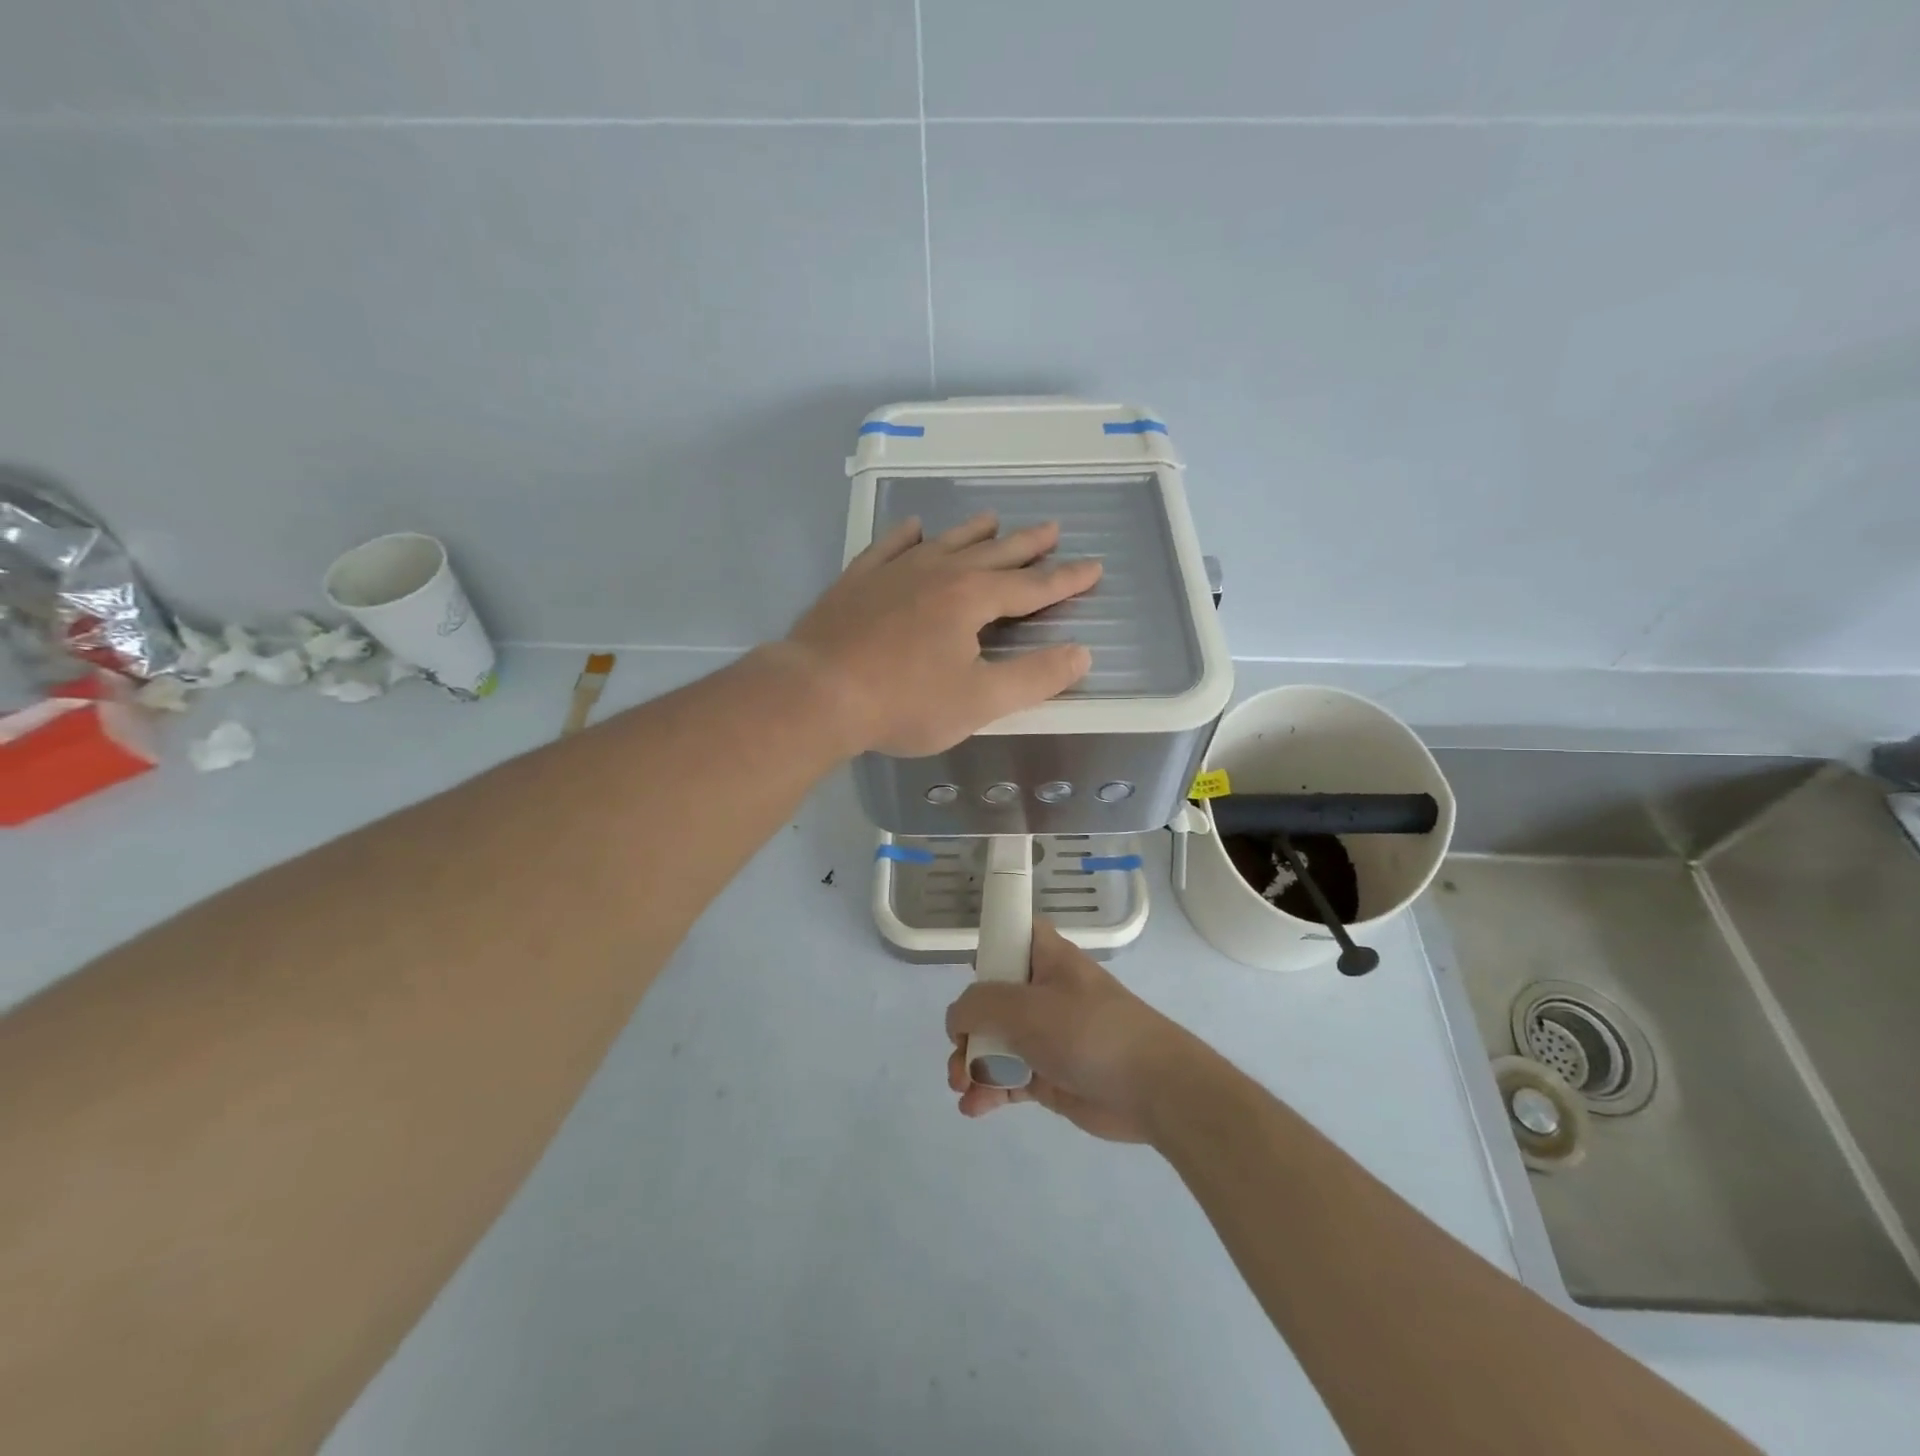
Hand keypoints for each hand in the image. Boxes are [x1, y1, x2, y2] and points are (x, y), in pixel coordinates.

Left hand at [785, 513, 1102, 757]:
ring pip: (944, 542)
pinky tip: (913, 528)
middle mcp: (937, 573)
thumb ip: (1034, 678)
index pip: (1031, 587)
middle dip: (1026, 545)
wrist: (818, 692)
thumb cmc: (904, 703)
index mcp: (972, 599)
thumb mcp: (980, 701)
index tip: (1093, 567)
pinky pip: (888, 547)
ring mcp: (894, 572)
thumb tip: (1081, 653)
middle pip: (992, 554)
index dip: (1065, 580)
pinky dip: (906, 536)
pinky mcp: (857, 581)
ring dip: (973, 533)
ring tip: (993, 520)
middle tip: (1052, 528)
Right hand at [944, 920, 1195, 1143]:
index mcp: (1046, 958)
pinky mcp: (1050, 1075)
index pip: (1012, 934)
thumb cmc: (1088, 1031)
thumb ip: (979, 1006)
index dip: (988, 946)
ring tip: (961, 1086)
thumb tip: (958, 1021)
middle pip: (991, 998)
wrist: (1152, 1089)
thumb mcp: (1025, 1007)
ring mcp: (1047, 1036)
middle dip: (968, 1027)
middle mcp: (1044, 992)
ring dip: (972, 1064)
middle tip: (959, 1054)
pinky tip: (974, 1107)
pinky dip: (989, 1091)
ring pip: (995, 1042)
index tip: (969, 974)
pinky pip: (1008, 1078)